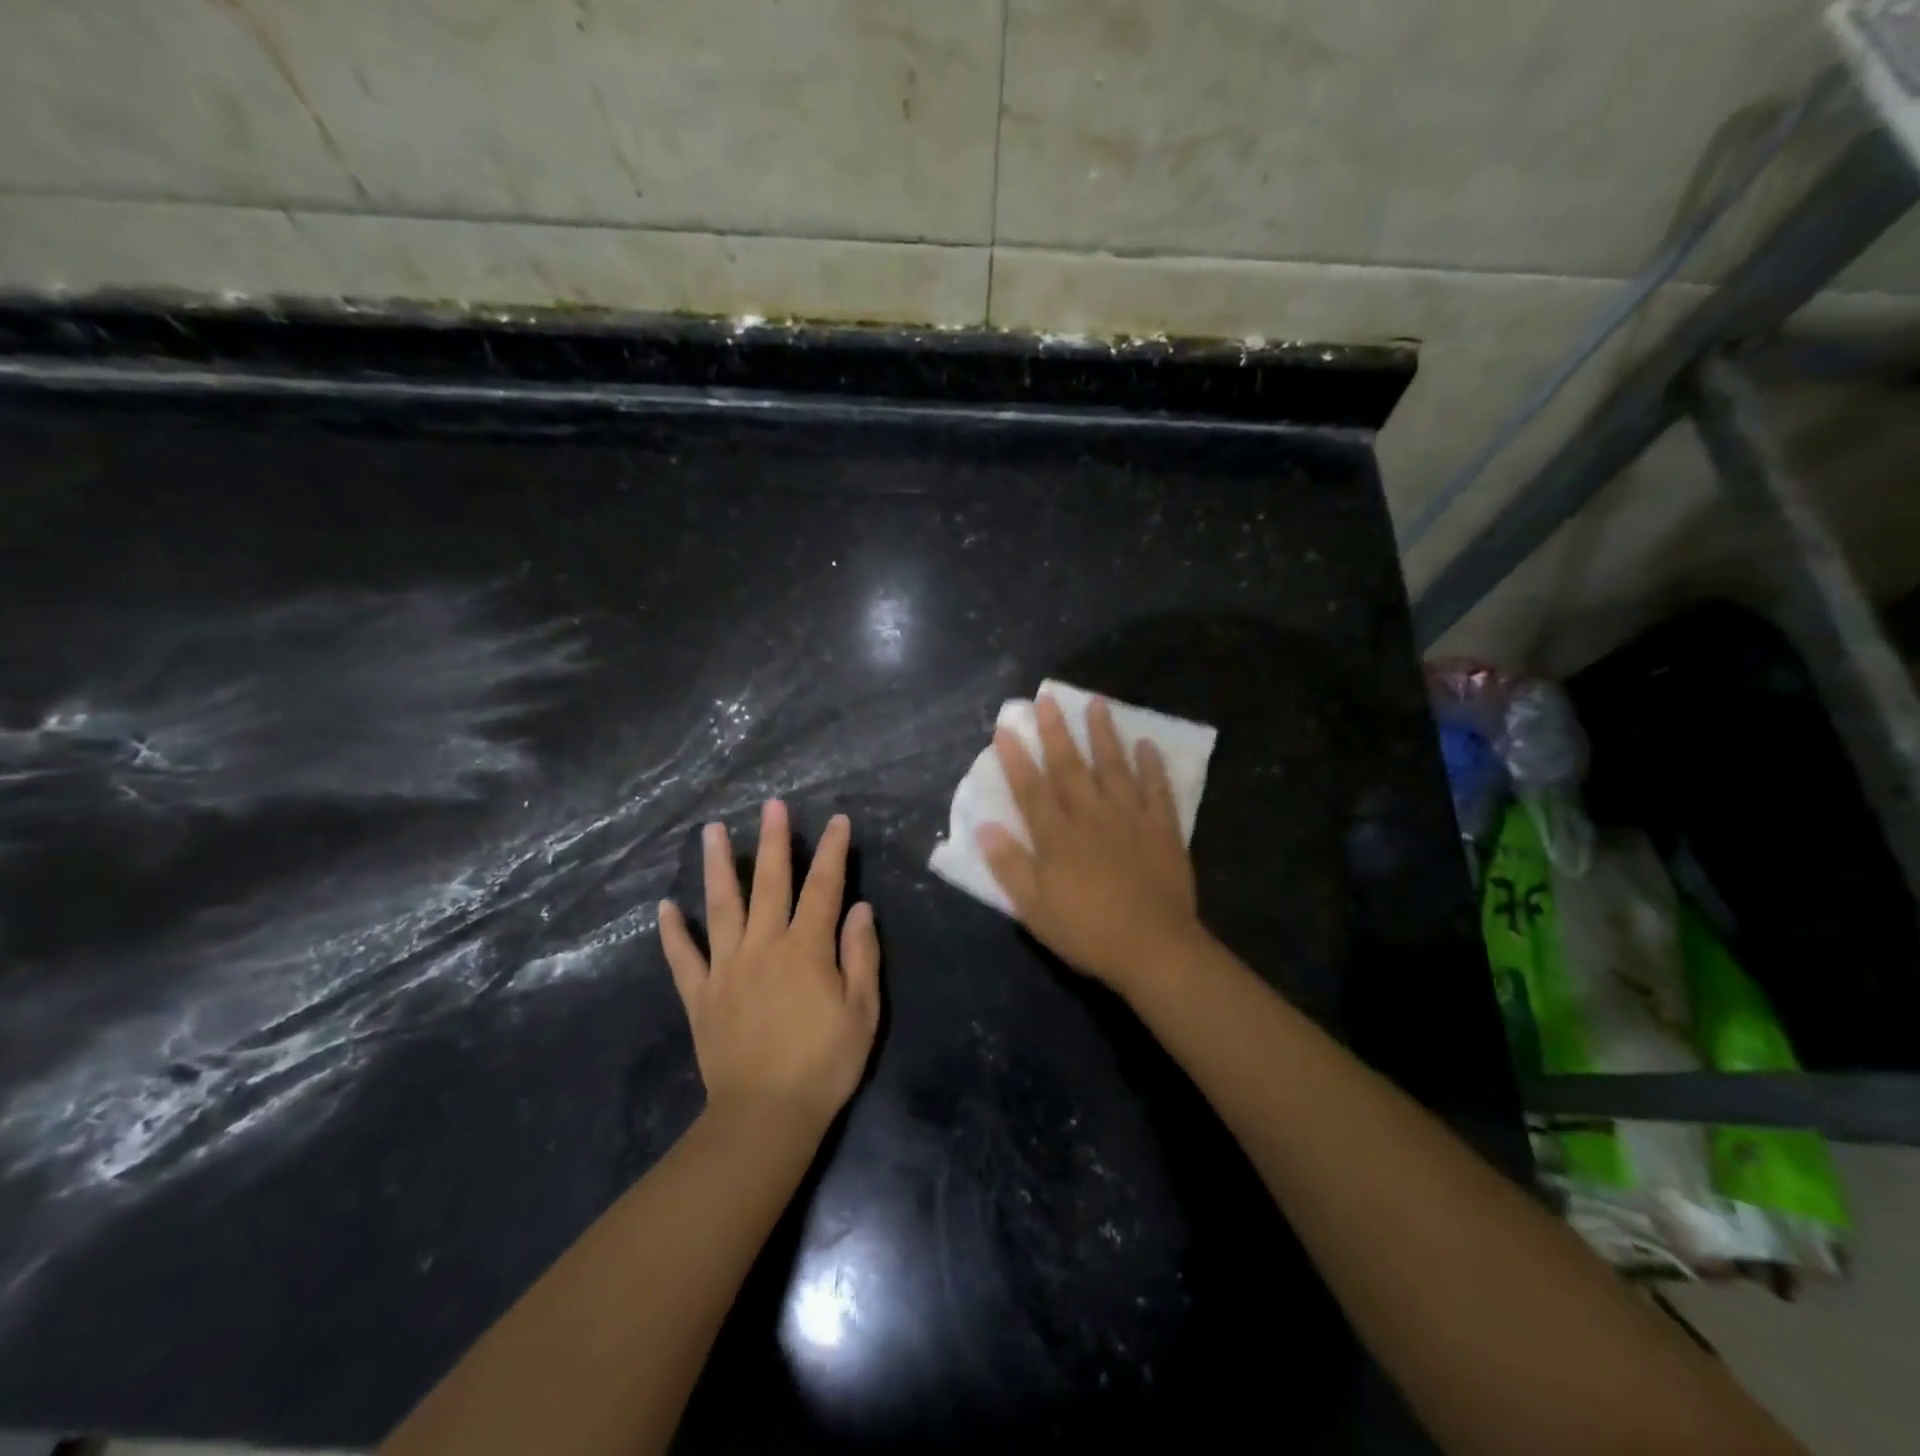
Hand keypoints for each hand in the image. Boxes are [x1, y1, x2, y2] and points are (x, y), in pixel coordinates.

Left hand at [659, 800, 881, 1132]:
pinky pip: (683, 958)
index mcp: (806, 949)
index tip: (836, 821)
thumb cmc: (824, 1064)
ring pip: (721, 907)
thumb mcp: (862, 1011)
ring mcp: (727, 968)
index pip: (823, 888)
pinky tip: (665, 907)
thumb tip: (860, 908)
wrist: (766, 1116)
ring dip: (718, 867)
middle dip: (773, 841)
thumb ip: (861, 955)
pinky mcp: (700, 996)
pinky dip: (673, 933)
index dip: (831, 852)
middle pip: (770, 884)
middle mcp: (764, 947)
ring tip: (712, 832)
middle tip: (770, 805)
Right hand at [977, 694, 1203, 992]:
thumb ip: (1009, 865)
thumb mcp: (1034, 908)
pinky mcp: (1162, 829)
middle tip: (1047, 699)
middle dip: (1056, 732)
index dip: (1016, 758)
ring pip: (1114, 767)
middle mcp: (1091, 816)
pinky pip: (1157, 789)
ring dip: (1103, 734)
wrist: (1154, 948)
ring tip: (1097, 703)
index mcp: (1057, 836)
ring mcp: (1130, 818)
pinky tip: (1147, 744)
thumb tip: (984, 826)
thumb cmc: (1087, 931)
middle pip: (1070, 767)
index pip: (1031, 789)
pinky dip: (1152, 766)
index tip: (1006, 728)